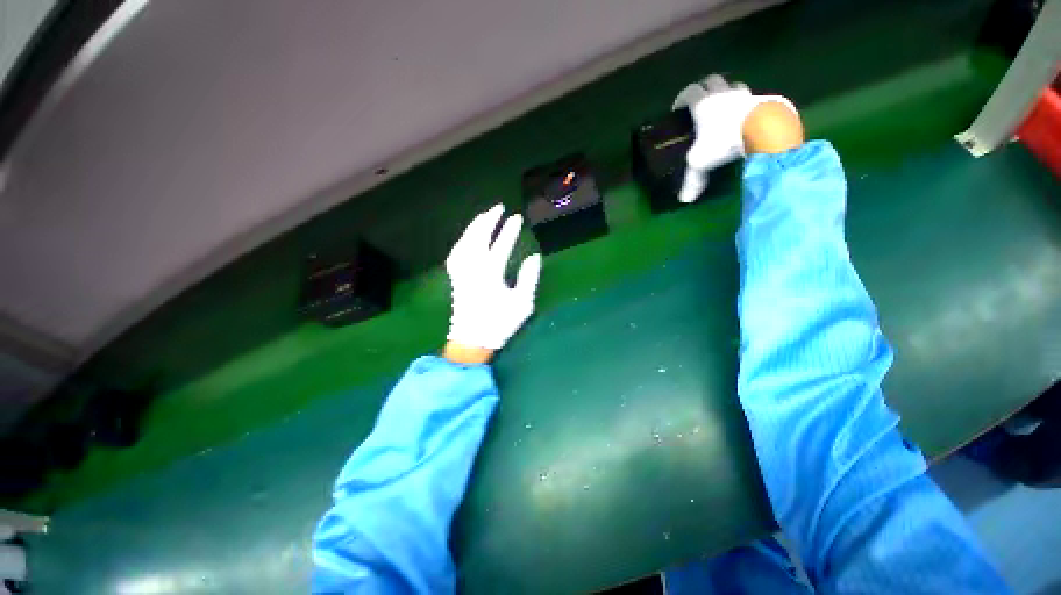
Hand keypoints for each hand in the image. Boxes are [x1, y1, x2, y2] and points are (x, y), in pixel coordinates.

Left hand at [444, 204, 541, 362]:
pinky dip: (462, 240)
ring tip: (484, 216)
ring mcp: (461, 272)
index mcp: (490, 274)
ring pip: (464, 242)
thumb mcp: (522, 303)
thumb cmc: (499, 323)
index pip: (500, 245)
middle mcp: (472, 269)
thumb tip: (533, 257)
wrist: (472, 341)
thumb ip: (529, 279)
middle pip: (478, 237)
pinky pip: (456, 252)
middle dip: (488, 220)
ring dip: (474, 227)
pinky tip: (467, 237)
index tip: (517, 218)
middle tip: (498, 207)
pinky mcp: (456, 278)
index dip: (509, 230)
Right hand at [674, 75, 800, 201]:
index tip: (678, 108)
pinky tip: (747, 118)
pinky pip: (754, 99)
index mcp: (704, 105)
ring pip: (734, 86)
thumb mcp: (701, 163)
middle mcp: (723, 95)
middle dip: (705, 88)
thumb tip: (684, 200)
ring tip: (726, 108)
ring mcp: (746, 95)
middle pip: (712, 81)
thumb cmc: (724, 142)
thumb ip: (692, 180)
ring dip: (728, 93)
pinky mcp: (765, 101)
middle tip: (702, 103)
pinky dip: (748, 105)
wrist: (764, 130)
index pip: (689, 92)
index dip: (682, 98)